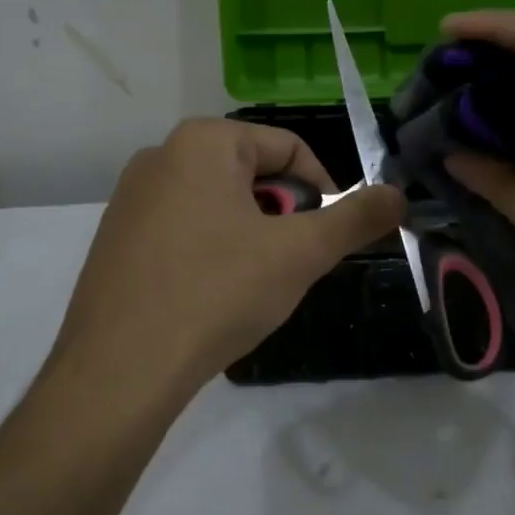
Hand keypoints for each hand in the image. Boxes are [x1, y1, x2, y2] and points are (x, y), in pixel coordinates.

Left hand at [55, 119, 404, 400]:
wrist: (118, 372)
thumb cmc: (216, 293)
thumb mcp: (300, 253)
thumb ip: (357, 218)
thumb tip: (400, 194)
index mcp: (202, 141)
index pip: (289, 148)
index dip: (323, 191)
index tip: (330, 238)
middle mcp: (160, 155)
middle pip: (253, 174)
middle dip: (284, 216)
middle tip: (291, 265)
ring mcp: (130, 198)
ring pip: (220, 203)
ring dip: (251, 235)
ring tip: (252, 285)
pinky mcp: (115, 238)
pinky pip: (184, 229)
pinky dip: (212, 252)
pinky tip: (211, 296)